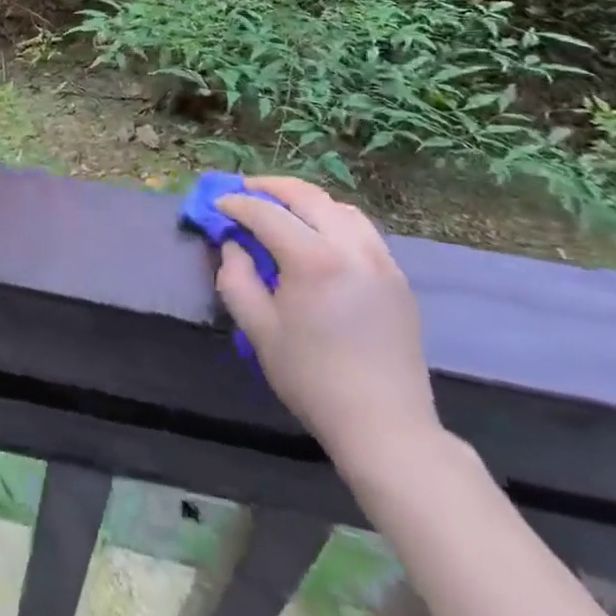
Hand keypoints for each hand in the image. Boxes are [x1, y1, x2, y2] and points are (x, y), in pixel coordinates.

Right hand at [216, 177, 441, 470]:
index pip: (266, 213)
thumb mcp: (259, 330)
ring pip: (338, 207)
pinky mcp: (397, 277)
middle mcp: (351, 247)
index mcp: (314, 259)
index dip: (237, 204)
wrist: (386, 427)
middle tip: (245, 191)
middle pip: (306, 195)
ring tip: (282, 209)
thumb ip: (236, 278)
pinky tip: (319, 236)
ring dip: (305, 200)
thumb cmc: (313, 379)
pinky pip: (362, 230)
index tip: (217, 204)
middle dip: (270, 187)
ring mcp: (380, 259)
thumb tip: (234, 245)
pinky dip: (334, 219)